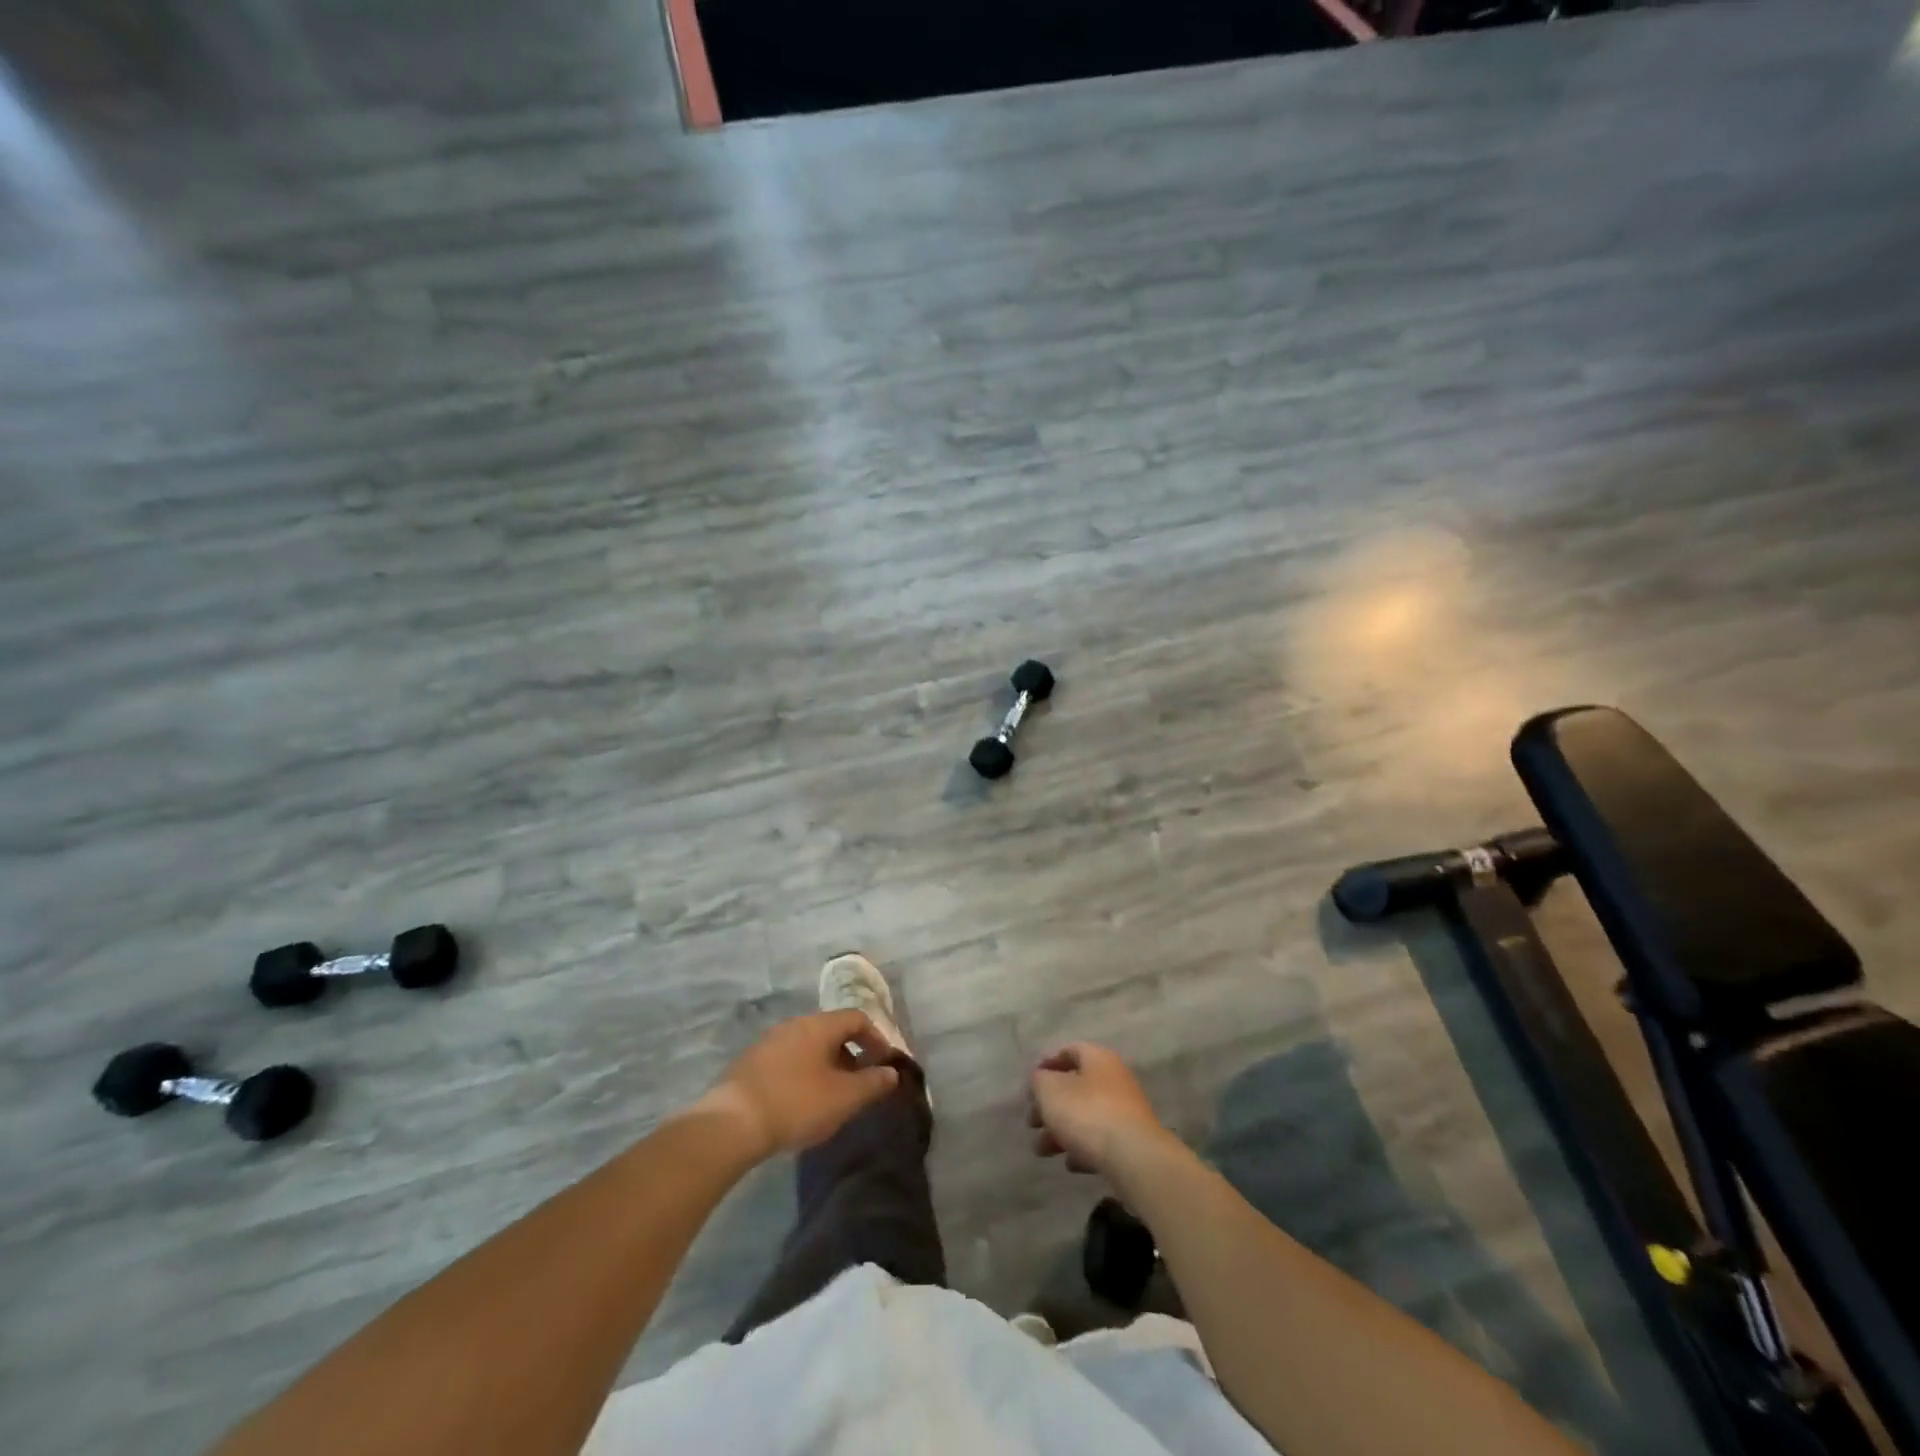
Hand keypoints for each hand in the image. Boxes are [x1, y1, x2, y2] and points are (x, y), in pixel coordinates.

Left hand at [698, 1011, 900, 1162]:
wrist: (732, 1123)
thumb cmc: (796, 1104)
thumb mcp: (844, 1098)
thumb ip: (872, 1083)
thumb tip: (892, 1072)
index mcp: (819, 1025)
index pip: (857, 1018)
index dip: (876, 1039)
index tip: (884, 1065)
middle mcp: (794, 1024)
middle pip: (832, 1031)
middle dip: (851, 1055)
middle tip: (858, 1085)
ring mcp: (769, 1041)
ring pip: (808, 1046)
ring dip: (826, 1065)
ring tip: (830, 1097)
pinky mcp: (750, 1062)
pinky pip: (788, 1059)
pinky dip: (803, 1073)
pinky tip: (799, 1102)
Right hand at [1028, 1042, 1167, 1175]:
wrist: (1134, 1158)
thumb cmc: (1087, 1113)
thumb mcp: (1050, 1090)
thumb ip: (1039, 1081)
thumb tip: (1040, 1080)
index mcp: (1098, 1059)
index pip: (1070, 1051)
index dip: (1047, 1064)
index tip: (1029, 1085)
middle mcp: (1114, 1080)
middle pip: (1075, 1087)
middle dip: (1049, 1105)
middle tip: (1031, 1122)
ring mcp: (1125, 1112)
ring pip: (1085, 1116)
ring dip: (1060, 1131)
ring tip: (1041, 1150)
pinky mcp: (1130, 1142)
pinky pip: (1100, 1140)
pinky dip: (1082, 1148)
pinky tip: (1070, 1164)